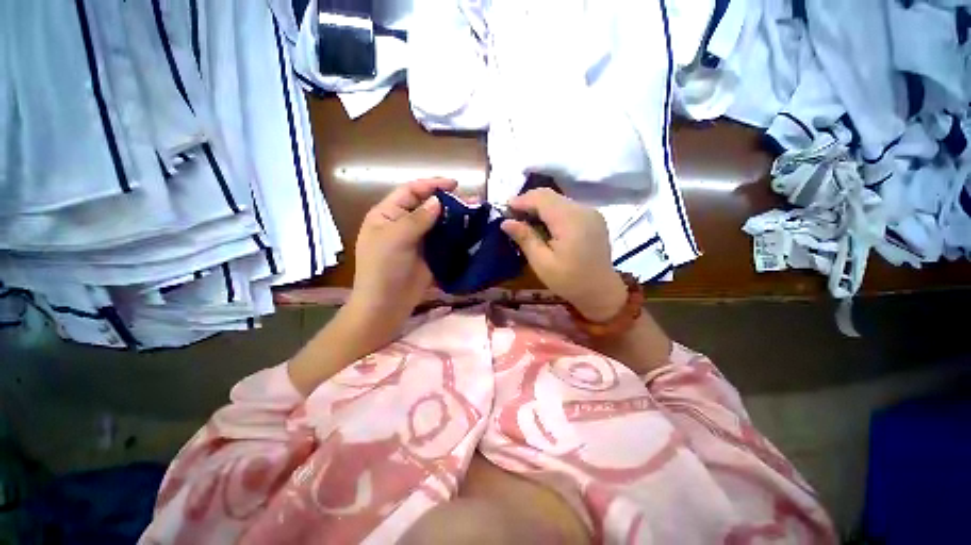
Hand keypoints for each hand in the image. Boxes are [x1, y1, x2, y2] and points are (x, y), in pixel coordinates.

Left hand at [348, 178, 457, 327]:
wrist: (387, 305)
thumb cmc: (383, 268)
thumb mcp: (395, 239)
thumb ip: (418, 219)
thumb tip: (437, 201)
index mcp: (388, 215)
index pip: (411, 192)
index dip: (431, 185)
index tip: (454, 184)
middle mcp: (403, 224)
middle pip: (427, 206)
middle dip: (448, 201)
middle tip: (471, 200)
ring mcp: (418, 240)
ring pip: (438, 223)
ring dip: (455, 217)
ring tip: (475, 212)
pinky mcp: (430, 255)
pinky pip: (444, 240)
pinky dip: (456, 234)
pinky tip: (470, 231)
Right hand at [501, 189, 627, 321]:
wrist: (601, 291)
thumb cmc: (569, 281)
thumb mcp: (542, 263)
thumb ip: (525, 238)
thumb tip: (505, 222)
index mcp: (570, 221)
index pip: (542, 198)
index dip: (522, 200)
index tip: (505, 209)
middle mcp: (583, 210)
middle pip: (550, 196)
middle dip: (529, 202)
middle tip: (512, 216)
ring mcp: (591, 212)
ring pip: (558, 200)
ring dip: (540, 207)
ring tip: (525, 221)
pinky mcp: (593, 218)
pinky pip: (568, 207)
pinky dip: (552, 211)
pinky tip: (544, 225)